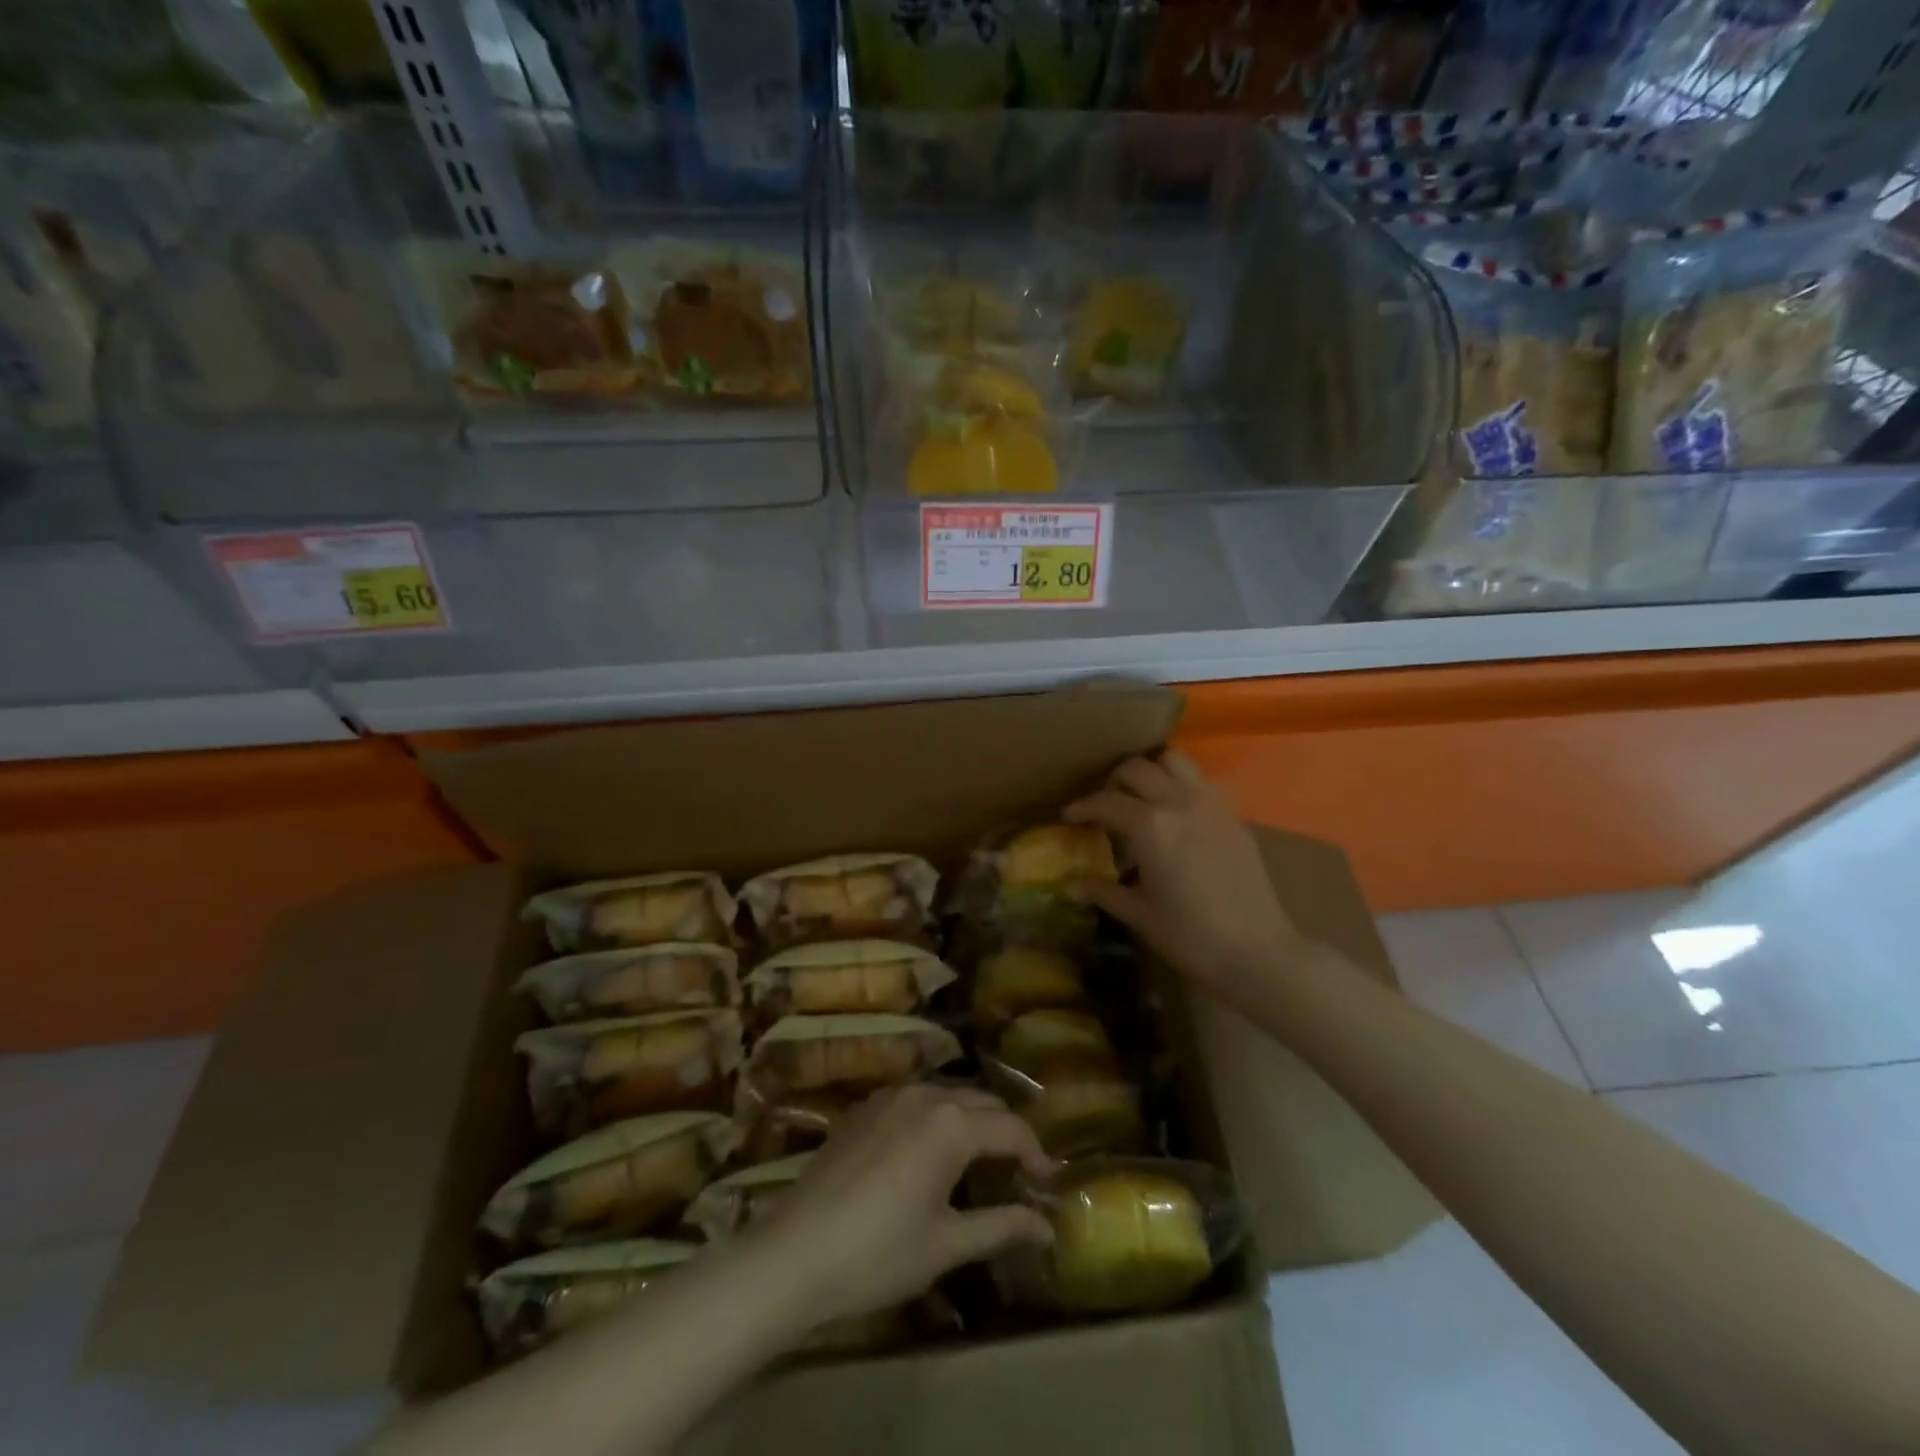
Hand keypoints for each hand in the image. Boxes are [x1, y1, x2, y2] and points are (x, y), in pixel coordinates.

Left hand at [748, 1085, 1054, 1328]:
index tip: (1047, 1182)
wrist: (793, 1253)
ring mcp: (890, 1096)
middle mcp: (925, 1095)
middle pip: (982, 1102)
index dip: (1035, 1153)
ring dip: (971, 1121)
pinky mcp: (865, 1107)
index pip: (1011, 1128)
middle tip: (1017, 1172)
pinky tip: (931, 1153)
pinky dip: (937, 1118)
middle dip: (1005, 1131)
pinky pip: (916, 1101)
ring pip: (948, 1096)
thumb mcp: (946, 1245)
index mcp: (952, 1124)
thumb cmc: (878, 1254)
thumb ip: (1001, 1226)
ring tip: (980, 1161)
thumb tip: (1048, 1227)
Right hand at [1065, 749, 1304, 995]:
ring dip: (1152, 771)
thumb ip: (1104, 892)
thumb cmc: (1190, 936)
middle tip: (1105, 806)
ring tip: (1141, 797)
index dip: (1082, 807)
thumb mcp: (1139, 914)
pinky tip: (1176, 814)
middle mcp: (1178, 802)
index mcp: (1150, 826)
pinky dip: (1180, 784)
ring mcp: (1210, 803)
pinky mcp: (1233, 813)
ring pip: (1173, 760)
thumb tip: (1072, 886)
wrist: (1258, 951)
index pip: (1105, 802)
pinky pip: (1200, 780)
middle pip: (1136, 769)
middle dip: (1113, 782)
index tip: (1068, 815)